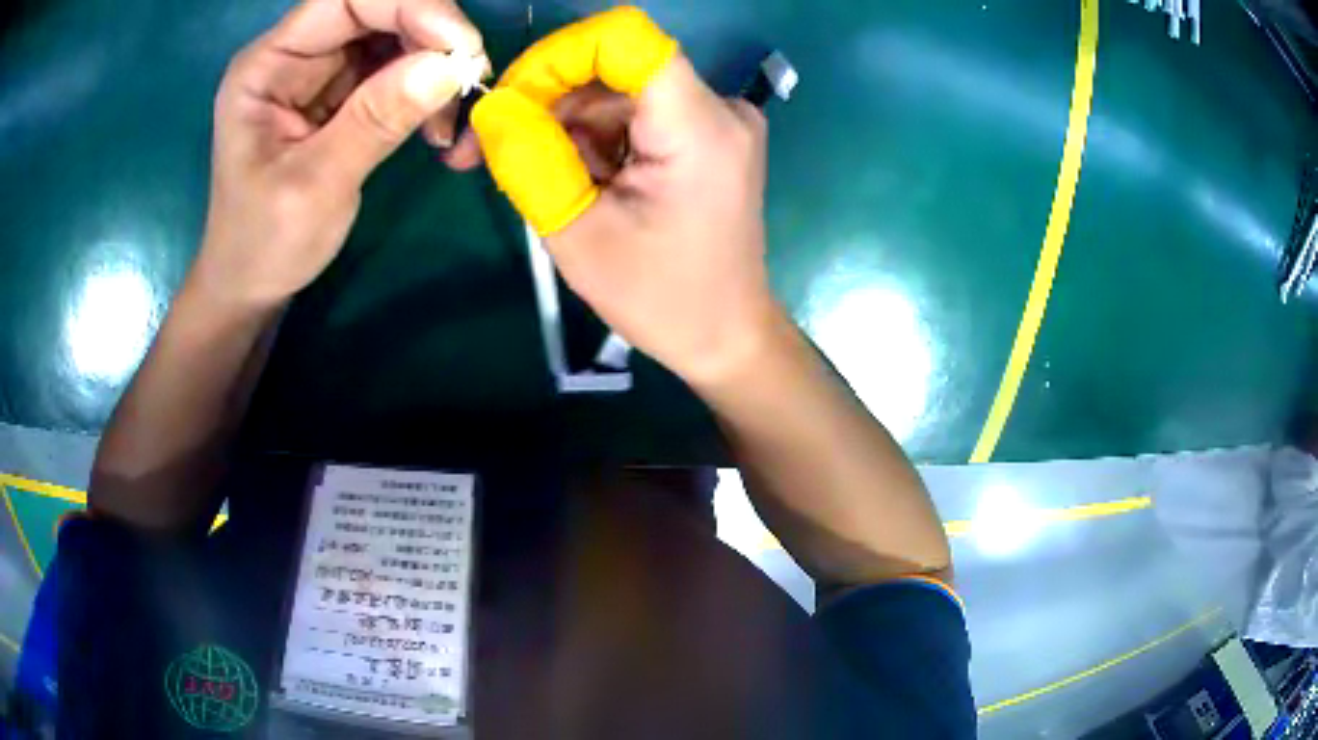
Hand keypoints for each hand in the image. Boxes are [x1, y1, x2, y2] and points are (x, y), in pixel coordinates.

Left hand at [194, 0, 487, 307]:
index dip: (412, 8)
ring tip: (452, 125)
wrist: (250, 285)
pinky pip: (399, 69)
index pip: (348, 0)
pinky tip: (439, 130)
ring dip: (438, 68)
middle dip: (433, 38)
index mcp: (268, 64)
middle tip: (469, 87)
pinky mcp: (343, 93)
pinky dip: (429, 91)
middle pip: (380, 10)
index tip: (461, 50)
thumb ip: (376, 120)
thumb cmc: (263, 243)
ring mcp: (321, 71)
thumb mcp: (315, 186)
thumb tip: (451, 66)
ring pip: (398, 36)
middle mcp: (296, 54)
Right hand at [469, 8, 780, 386]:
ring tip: (532, 184)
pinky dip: (590, 141)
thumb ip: (528, 159)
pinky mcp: (704, 134)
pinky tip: (574, 183)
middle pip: (610, 68)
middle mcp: (717, 106)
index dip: (553, 57)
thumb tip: (491, 106)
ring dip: (560, 129)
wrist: (726, 334)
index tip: (507, 104)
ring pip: (613, 93)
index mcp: (699, 125)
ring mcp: (714, 118)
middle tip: (480, 154)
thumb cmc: (662, 299)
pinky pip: (630, 115)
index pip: (622, 38)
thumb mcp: (578, 235)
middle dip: (541, 102)